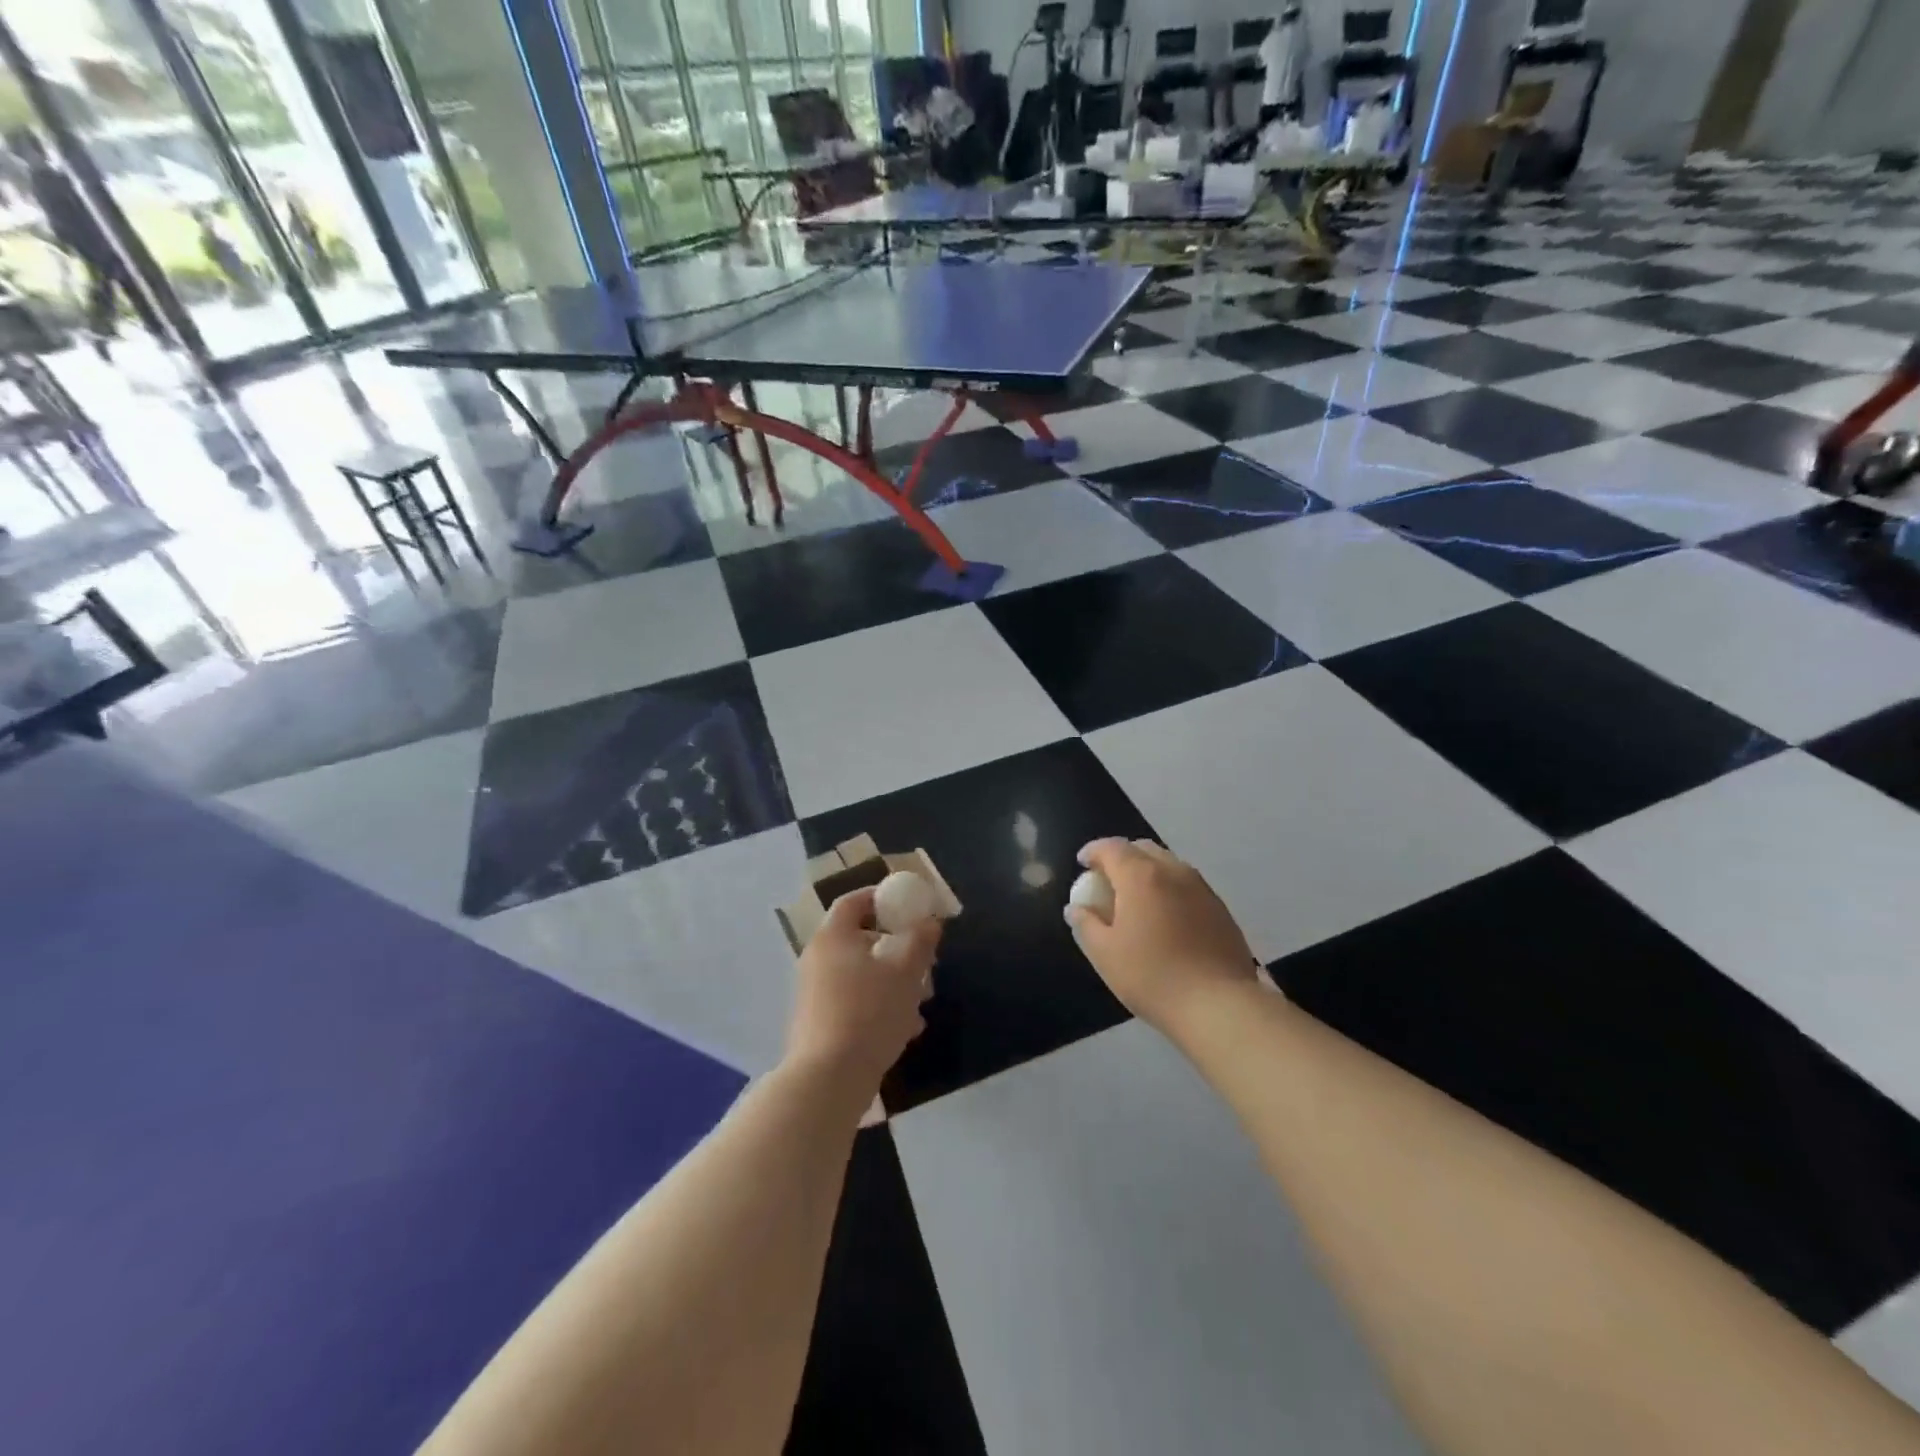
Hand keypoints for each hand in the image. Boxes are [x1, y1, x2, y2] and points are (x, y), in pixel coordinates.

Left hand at [784, 886, 939, 1094]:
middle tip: (924, 961)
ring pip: (861, 974)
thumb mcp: (906, 972)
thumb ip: (920, 940)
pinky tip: (905, 1029)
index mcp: (833, 937)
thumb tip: (930, 922)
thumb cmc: (869, 1013)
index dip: (882, 897)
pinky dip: (879, 1006)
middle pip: (861, 940)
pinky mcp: (819, 1023)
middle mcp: (818, 959)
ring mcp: (815, 993)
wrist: (828, 1079)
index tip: (909, 905)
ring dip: (893, 981)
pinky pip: (855, 1002)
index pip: (854, 902)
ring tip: (922, 1001)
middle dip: (897, 948)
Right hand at [1065, 838, 1258, 1034]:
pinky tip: (1166, 918)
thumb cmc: (1153, 977)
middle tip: (1108, 881)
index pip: (1111, 847)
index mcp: (1141, 876)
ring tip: (1137, 899)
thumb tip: (1076, 909)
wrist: (1220, 1006)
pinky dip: (1169, 888)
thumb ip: (1085, 924)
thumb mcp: (1105, 955)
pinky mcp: (1220, 908)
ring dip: (1148, 871)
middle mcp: (1173, 871)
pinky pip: (1187, 885)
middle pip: (1142, 849)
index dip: (1093, 851)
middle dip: (1121, 857)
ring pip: (1168, 864)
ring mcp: (1201, 888)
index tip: (1082, 863)